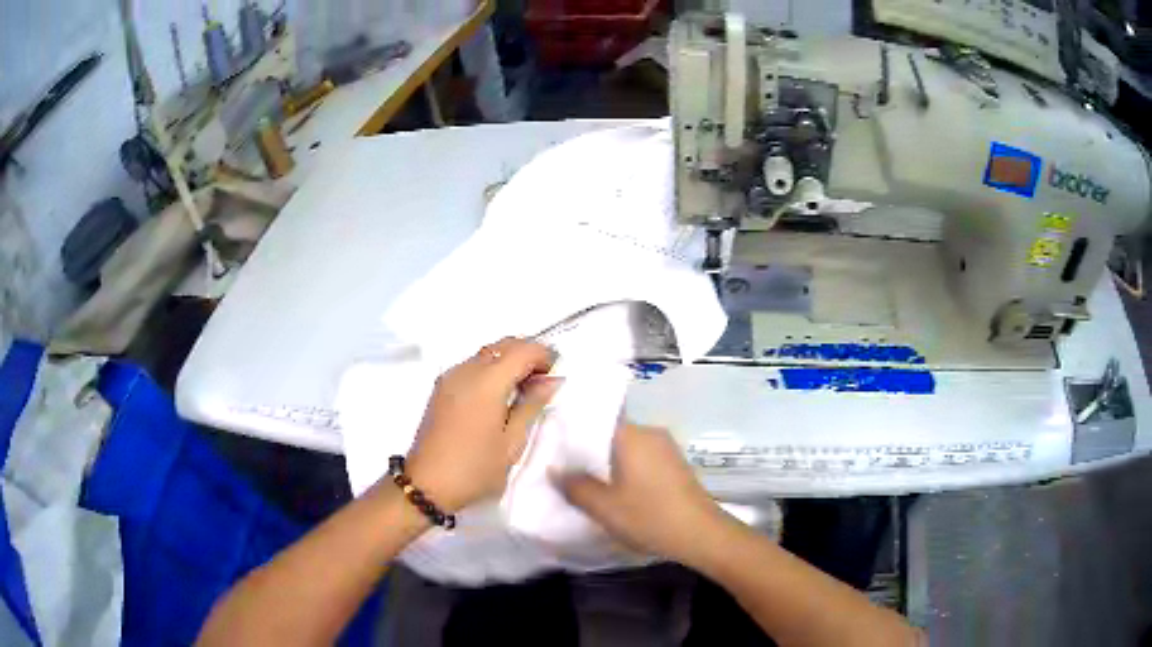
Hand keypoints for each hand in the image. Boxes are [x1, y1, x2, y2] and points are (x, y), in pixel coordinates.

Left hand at [404, 338, 559, 512]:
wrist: (427, 484)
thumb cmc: (475, 468)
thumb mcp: (512, 442)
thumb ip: (532, 405)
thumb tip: (552, 380)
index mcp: (486, 382)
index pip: (522, 350)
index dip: (543, 355)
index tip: (557, 372)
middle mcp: (466, 370)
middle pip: (503, 345)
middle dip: (527, 353)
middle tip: (543, 379)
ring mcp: (450, 377)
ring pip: (486, 353)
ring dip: (508, 360)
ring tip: (523, 388)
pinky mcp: (440, 388)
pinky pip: (472, 365)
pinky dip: (491, 368)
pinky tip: (499, 393)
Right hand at [553, 423, 730, 567]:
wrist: (702, 534)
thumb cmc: (649, 517)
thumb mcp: (604, 507)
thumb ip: (574, 486)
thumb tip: (554, 469)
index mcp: (631, 435)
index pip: (593, 420)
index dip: (570, 435)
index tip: (552, 450)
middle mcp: (650, 433)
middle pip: (609, 434)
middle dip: (587, 452)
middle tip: (565, 471)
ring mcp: (666, 447)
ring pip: (626, 448)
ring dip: (607, 463)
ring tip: (586, 483)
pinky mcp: (675, 463)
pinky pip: (641, 458)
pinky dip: (625, 470)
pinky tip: (616, 490)